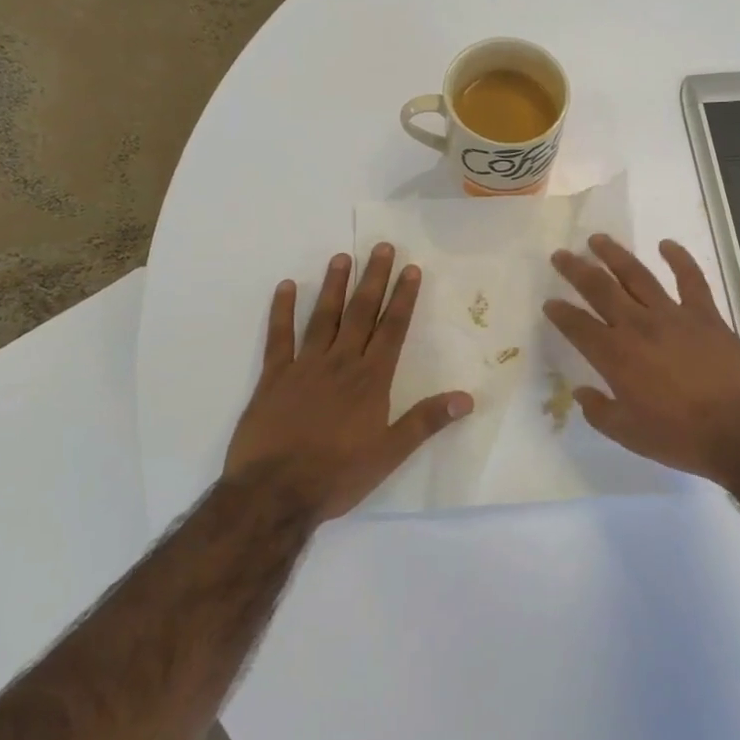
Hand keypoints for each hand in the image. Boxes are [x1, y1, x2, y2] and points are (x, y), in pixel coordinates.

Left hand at [225, 244, 472, 520]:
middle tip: (382, 247)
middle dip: (374, 279)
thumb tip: (467, 398)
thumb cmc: (337, 475)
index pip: (392, 329)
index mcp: (371, 380)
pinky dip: (282, 310)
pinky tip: (287, 287)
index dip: (403, 297)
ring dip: (334, 286)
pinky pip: (278, 337)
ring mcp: (304, 366)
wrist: (274, 492)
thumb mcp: (390, 453)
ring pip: (323, 317)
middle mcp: (340, 363)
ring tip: (342, 256)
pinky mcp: (273, 378)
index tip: (411, 269)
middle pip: (361, 313)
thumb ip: (426, 421)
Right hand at [543, 235, 739, 486]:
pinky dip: (679, 258)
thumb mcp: (629, 434)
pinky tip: (667, 244)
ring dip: (615, 255)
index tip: (549, 302)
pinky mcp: (706, 314)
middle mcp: (638, 326)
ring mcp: (674, 316)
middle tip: (561, 255)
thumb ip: (600, 411)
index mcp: (615, 356)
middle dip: (576, 270)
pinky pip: (690, 279)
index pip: (578, 326)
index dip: (560, 313)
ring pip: (637, 276)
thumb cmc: (682, 438)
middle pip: (600, 289)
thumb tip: (581, 392)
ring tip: (598, 240)